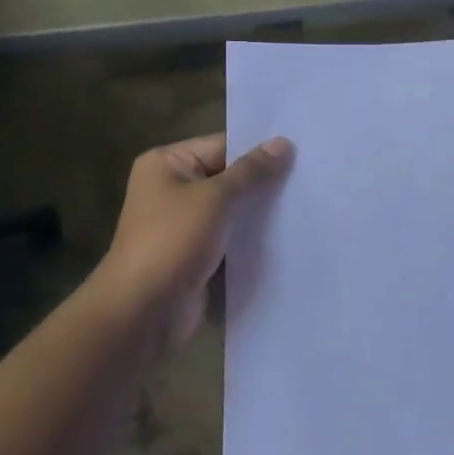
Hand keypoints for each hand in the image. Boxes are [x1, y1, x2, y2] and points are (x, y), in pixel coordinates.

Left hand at [95, 133, 293, 344]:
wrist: (143, 311)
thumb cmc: (172, 242)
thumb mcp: (215, 198)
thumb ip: (251, 171)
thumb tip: (284, 143)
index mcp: (167, 164)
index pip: (222, 145)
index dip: (259, 150)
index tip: (301, 153)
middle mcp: (173, 188)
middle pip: (228, 177)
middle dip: (263, 182)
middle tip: (310, 179)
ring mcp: (184, 224)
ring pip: (232, 210)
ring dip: (260, 213)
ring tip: (306, 206)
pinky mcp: (196, 254)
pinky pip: (230, 237)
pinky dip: (252, 238)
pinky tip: (288, 236)